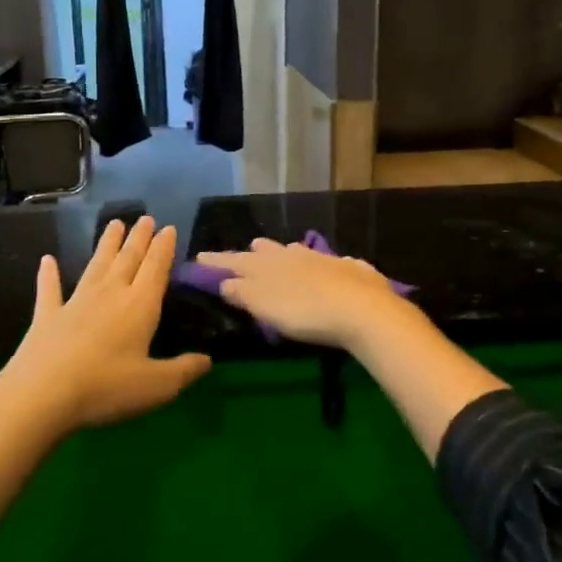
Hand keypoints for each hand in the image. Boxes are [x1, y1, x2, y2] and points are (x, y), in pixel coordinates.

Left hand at [0, 217, 210, 430]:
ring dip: (106, 244)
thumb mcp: (157, 386)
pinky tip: (47, 260)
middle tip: (145, 218)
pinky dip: (49, 274)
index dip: (163, 248)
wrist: (42, 394)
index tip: (168, 228)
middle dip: (139, 238)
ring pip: (96, 265)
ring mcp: (76, 302)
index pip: (155, 268)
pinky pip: (50, 289)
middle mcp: (110, 294)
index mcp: (139, 306)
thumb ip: (184, 371)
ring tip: (114, 224)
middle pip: (128, 259)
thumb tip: (208, 360)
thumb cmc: (106, 387)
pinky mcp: (47, 315)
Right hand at [194, 239, 413, 350]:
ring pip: (299, 251)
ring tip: (284, 252)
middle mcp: (294, 255)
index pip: (235, 261)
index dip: (216, 262)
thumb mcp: (264, 306)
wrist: (361, 309)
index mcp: (268, 265)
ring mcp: (324, 260)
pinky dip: (324, 264)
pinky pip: (331, 262)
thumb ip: (242, 293)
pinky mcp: (351, 270)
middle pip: (268, 251)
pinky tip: (330, 266)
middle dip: (255, 252)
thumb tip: (224, 281)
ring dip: (287, 252)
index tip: (199, 257)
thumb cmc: (304, 311)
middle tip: (247, 250)